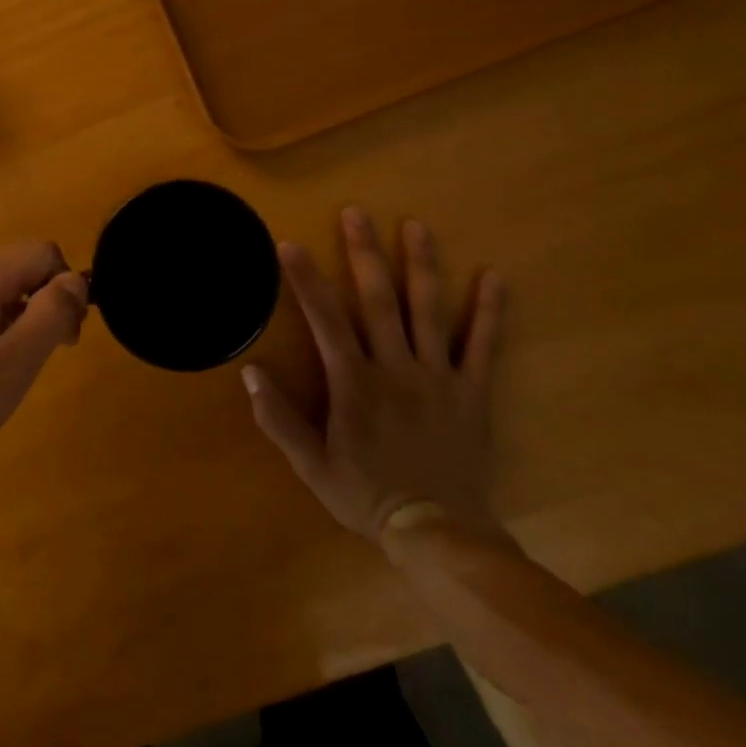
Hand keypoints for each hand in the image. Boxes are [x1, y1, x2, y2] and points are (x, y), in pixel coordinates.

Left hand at [0, 243, 88, 485]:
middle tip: (47, 355)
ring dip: (24, 318)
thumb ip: (51, 315)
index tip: (65, 337)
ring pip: (4, 287)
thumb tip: (76, 281)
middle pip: (23, 266)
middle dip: (47, 303)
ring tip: (14, 368)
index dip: (66, 289)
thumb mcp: (14, 365)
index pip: (43, 253)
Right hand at [243, 207, 505, 543]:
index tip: (290, 244)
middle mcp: (396, 368)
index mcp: (355, 384)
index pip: (325, 320)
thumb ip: (279, 420)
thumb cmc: (367, 497)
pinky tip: (495, 278)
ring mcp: (438, 377)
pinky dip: (490, 311)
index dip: (306, 280)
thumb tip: (250, 374)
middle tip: (356, 213)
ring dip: (422, 265)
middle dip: (364, 253)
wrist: (439, 533)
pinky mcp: (473, 391)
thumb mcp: (311, 466)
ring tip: (416, 226)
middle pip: (379, 300)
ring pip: (429, 310)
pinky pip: (484, 345)